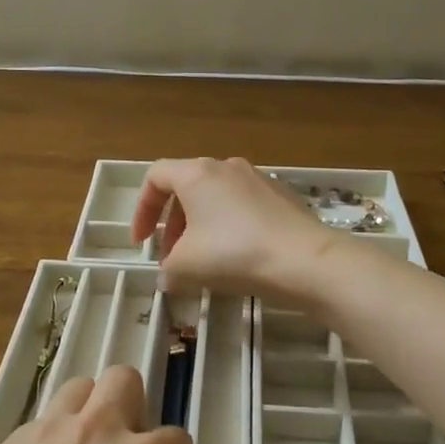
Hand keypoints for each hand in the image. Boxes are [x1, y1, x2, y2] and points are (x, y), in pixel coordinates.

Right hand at [130, 156, 337, 300]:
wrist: (304, 260)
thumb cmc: (234, 254)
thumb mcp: (186, 267)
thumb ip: (168, 269)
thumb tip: (168, 277)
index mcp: (197, 173)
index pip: (155, 177)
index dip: (141, 209)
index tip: (141, 242)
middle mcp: (226, 166)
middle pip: (187, 188)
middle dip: (172, 224)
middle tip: (172, 257)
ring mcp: (258, 179)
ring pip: (216, 198)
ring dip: (200, 227)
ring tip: (203, 261)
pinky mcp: (282, 196)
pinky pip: (243, 208)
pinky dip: (229, 227)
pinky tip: (238, 257)